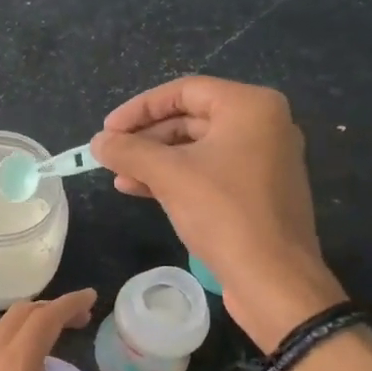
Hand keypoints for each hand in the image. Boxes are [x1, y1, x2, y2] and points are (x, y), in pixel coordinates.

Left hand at [0, 289, 131, 370]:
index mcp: (13, 365)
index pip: (44, 318)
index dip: (69, 304)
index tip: (91, 298)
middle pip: (18, 316)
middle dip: (49, 309)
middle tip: (78, 320)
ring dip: (25, 325)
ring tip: (50, 339)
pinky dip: (7, 343)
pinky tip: (18, 370)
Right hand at [91, 77, 346, 351]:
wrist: (273, 279)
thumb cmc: (224, 213)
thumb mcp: (169, 175)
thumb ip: (129, 151)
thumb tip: (97, 142)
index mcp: (250, 107)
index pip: (184, 90)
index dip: (140, 108)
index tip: (108, 129)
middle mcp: (263, 125)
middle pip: (190, 118)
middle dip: (146, 137)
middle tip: (110, 153)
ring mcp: (263, 160)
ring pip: (196, 148)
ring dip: (154, 160)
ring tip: (118, 175)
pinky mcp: (257, 192)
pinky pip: (209, 172)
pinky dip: (175, 177)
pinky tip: (139, 189)